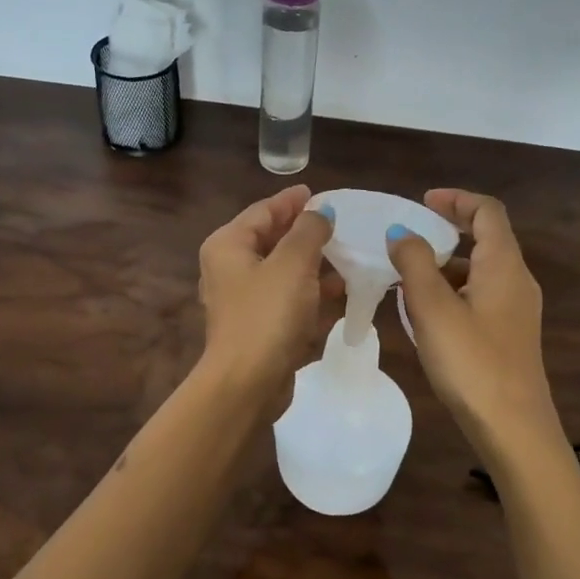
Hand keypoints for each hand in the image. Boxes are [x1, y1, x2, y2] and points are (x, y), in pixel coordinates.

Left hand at [197, 184, 334, 405]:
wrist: (248, 384)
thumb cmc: (268, 315)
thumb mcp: (293, 263)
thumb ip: (309, 231)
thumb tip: (320, 214)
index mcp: (229, 246)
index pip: (263, 211)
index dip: (292, 201)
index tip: (321, 194)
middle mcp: (231, 269)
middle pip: (273, 241)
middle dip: (307, 235)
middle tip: (342, 226)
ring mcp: (244, 301)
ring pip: (284, 273)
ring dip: (315, 267)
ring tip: (351, 261)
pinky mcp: (259, 328)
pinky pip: (289, 301)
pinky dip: (312, 295)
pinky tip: (342, 296)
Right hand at [387, 189, 557, 454]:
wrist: (512, 428)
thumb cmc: (472, 361)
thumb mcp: (433, 307)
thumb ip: (414, 263)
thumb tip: (401, 233)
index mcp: (504, 264)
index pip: (487, 211)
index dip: (456, 200)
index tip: (422, 203)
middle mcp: (517, 280)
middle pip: (486, 239)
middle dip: (446, 232)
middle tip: (407, 238)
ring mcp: (516, 310)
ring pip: (480, 271)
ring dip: (446, 265)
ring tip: (406, 276)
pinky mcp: (509, 336)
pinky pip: (480, 297)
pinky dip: (452, 291)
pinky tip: (425, 314)